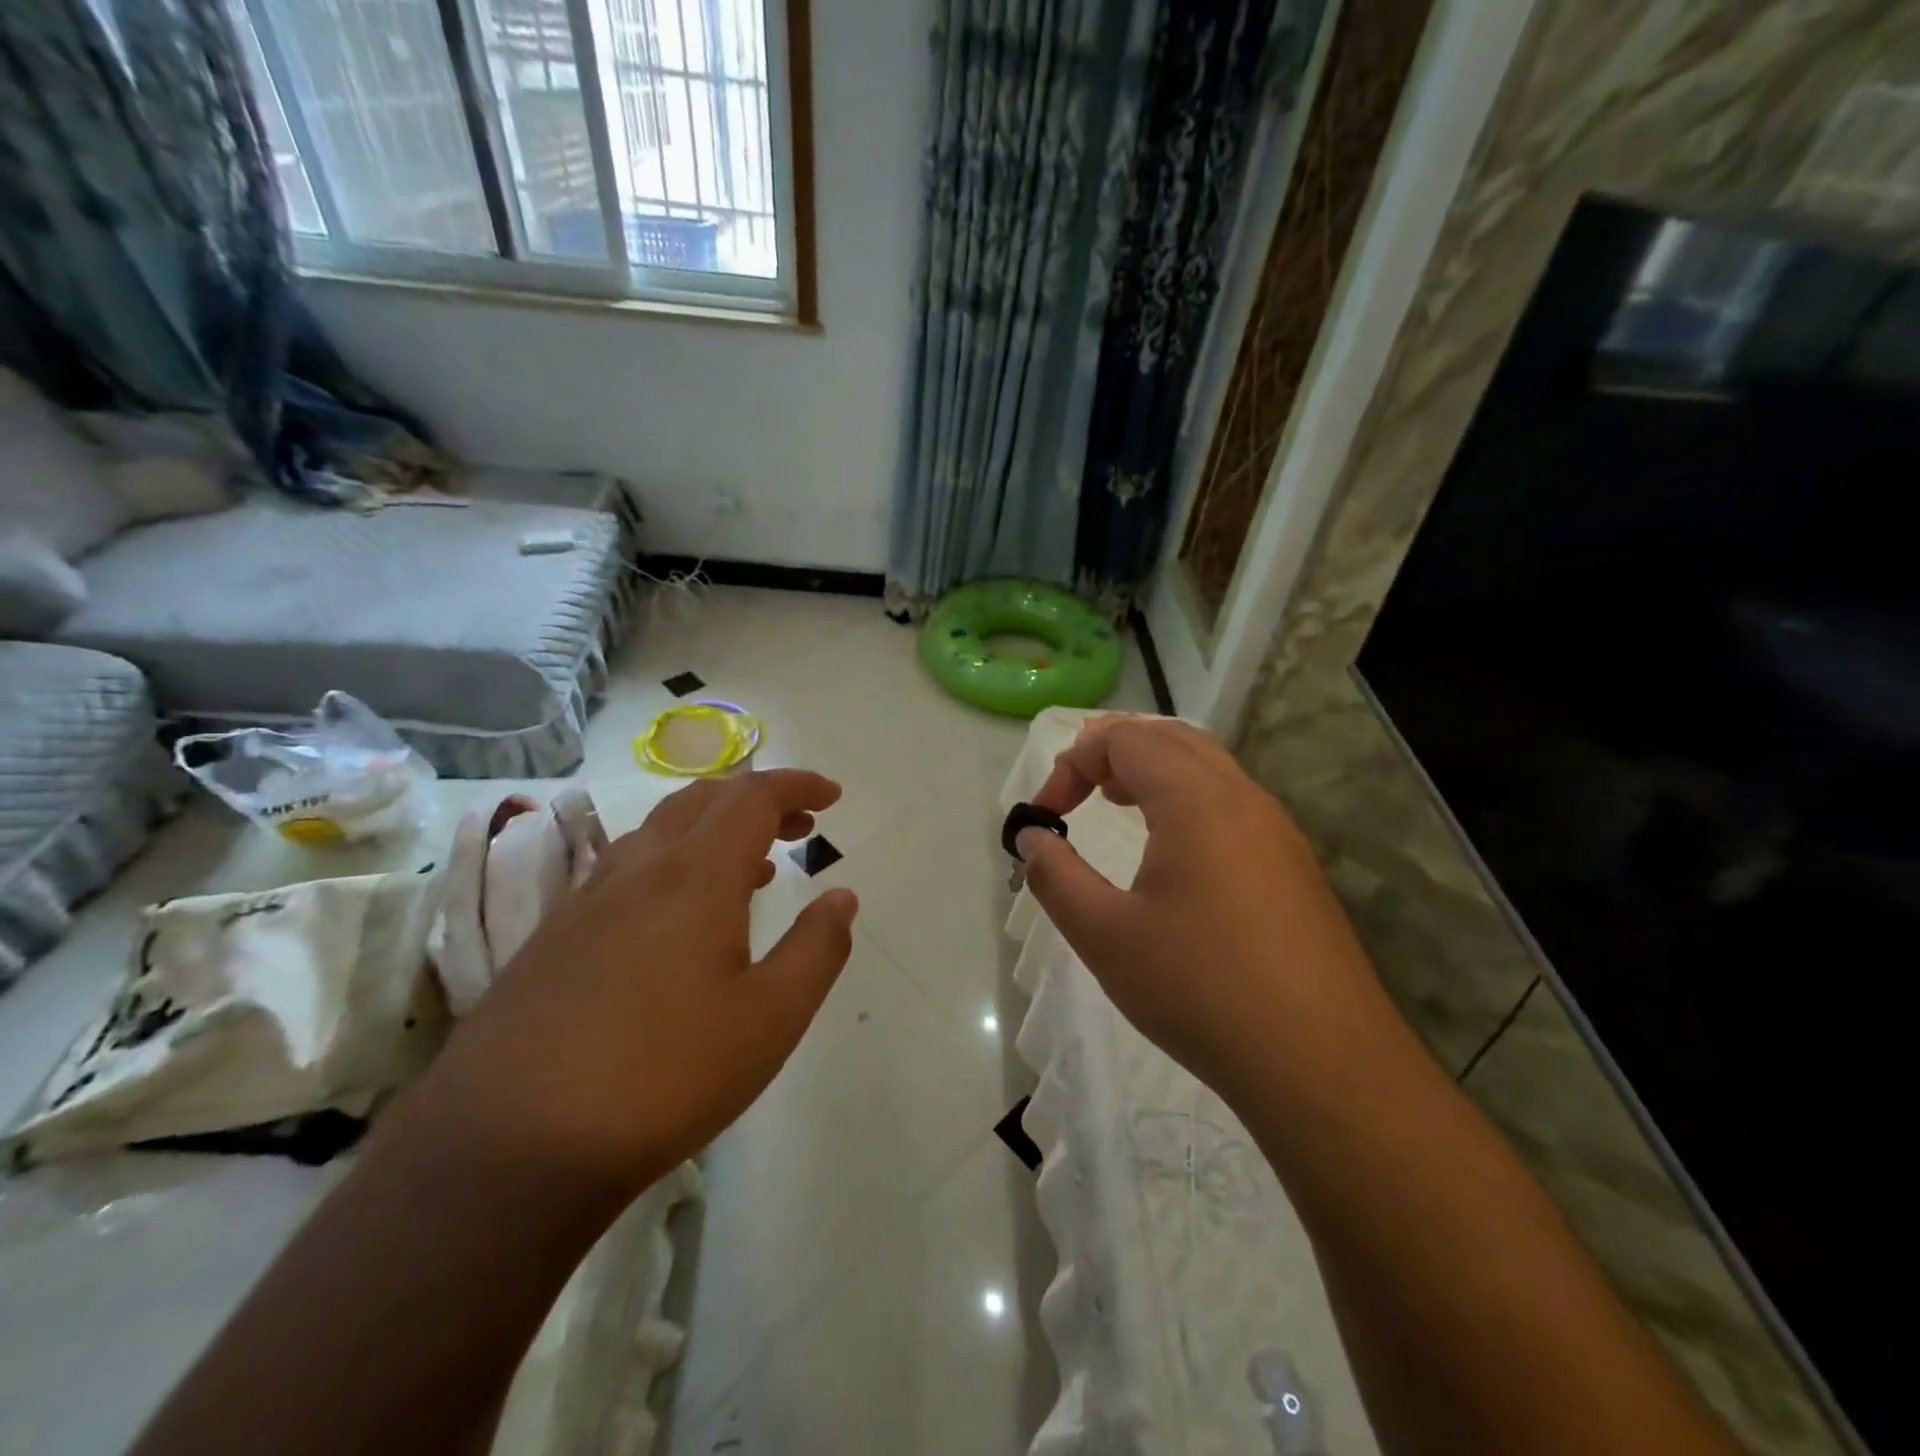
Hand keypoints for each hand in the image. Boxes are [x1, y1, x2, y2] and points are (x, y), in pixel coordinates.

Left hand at [415, 770, 858, 1198]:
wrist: (507, 1149)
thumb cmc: (665, 1077)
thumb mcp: (771, 1019)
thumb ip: (817, 949)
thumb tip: (842, 897)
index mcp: (695, 876)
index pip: (752, 797)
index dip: (796, 786)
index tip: (832, 796)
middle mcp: (638, 870)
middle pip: (702, 800)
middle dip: (757, 800)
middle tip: (798, 828)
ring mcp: (586, 902)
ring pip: (658, 831)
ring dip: (713, 830)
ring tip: (751, 868)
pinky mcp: (552, 938)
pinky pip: (626, 869)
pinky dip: (672, 863)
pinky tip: (678, 919)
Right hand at [1017, 716, 1395, 1102]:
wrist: (1323, 1065)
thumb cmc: (1200, 989)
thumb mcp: (1105, 935)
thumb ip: (1056, 876)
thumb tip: (1032, 839)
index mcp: (1197, 800)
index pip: (1125, 740)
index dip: (1073, 763)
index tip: (1045, 816)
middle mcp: (1243, 799)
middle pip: (1172, 738)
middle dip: (1115, 751)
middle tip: (1079, 790)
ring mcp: (1278, 832)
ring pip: (1208, 767)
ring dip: (1155, 771)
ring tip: (1117, 804)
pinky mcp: (1294, 867)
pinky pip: (1232, 803)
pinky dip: (1188, 800)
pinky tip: (1174, 854)